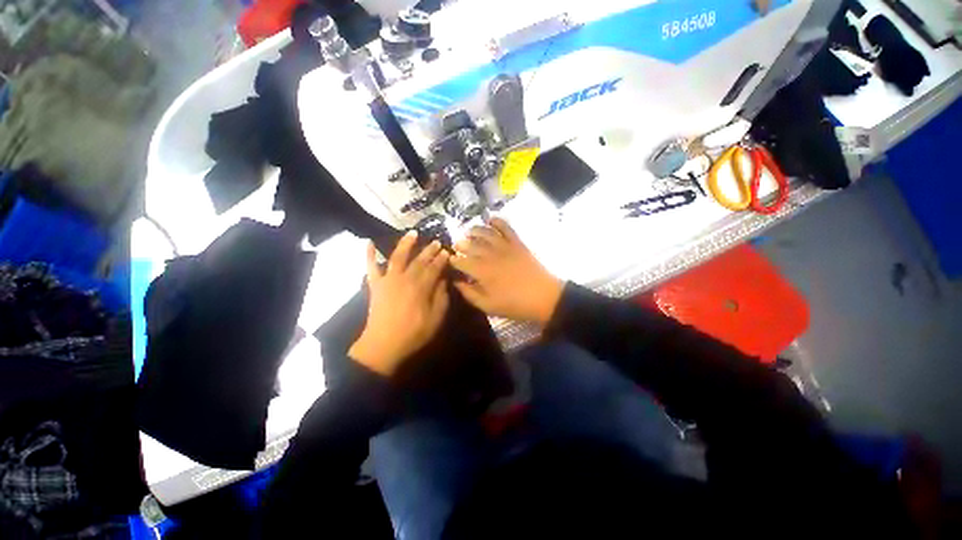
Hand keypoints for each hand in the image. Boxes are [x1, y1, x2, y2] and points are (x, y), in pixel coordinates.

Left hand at [349, 232, 449, 375]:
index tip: (447, 251)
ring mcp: (388, 280)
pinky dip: (368, 254)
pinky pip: (371, 267)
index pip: (434, 268)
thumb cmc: (413, 333)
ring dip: (405, 244)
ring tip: (412, 233)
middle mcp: (405, 278)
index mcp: (421, 287)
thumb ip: (441, 297)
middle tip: (436, 241)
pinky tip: (368, 242)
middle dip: (429, 250)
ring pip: (398, 256)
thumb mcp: (436, 318)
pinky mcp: (375, 285)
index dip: (441, 259)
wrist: (384, 344)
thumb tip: (444, 280)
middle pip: (419, 260)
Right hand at [450, 218, 563, 324]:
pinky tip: (490, 219)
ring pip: (485, 233)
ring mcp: (504, 246)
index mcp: (481, 271)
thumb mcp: (488, 306)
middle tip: (457, 245)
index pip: (461, 261)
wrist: (544, 297)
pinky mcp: (517, 243)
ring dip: (474, 230)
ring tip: (469, 232)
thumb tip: (456, 282)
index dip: (453, 260)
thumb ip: (469, 293)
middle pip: (470, 244)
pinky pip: (506, 227)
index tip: (450, 260)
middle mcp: (490, 255)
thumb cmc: (515, 304)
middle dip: (460, 244)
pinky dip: (497, 221)